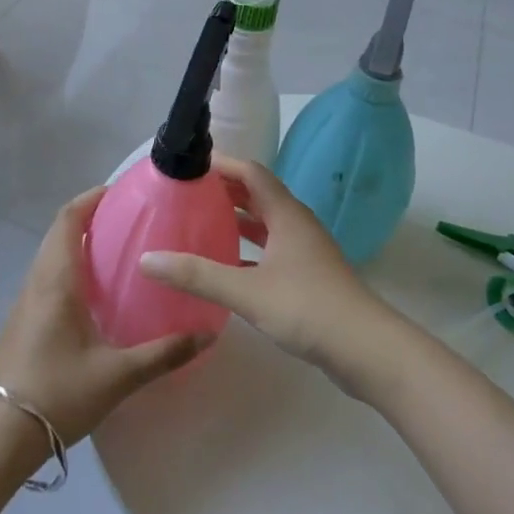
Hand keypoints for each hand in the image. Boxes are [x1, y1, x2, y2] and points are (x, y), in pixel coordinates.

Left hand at [0, 187, 212, 445]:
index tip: (120, 193)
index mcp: (57, 281)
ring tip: (115, 252)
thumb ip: (163, 353)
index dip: (91, 199)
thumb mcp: (118, 376)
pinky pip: (45, 278)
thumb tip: (207, 334)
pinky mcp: (20, 323)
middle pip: (58, 233)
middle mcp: (37, 282)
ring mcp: (24, 303)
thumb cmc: (58, 394)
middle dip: (89, 217)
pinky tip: (92, 295)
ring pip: (50, 256)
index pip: (68, 220)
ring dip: (77, 243)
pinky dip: (68, 268)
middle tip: (127, 220)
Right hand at [139, 155, 398, 386]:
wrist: (366, 349)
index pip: (251, 172)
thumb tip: (147, 259)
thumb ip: (197, 275)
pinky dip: (247, 250)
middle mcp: (296, 224)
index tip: (188, 165)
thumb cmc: (308, 308)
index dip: (221, 164)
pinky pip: (270, 250)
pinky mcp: (307, 275)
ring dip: (236, 219)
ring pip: (265, 223)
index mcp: (286, 214)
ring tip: (199, 223)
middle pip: (257, 194)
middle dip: (224, 190)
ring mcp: (304, 250)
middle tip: (186, 194)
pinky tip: (224, 266)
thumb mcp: (247, 291)